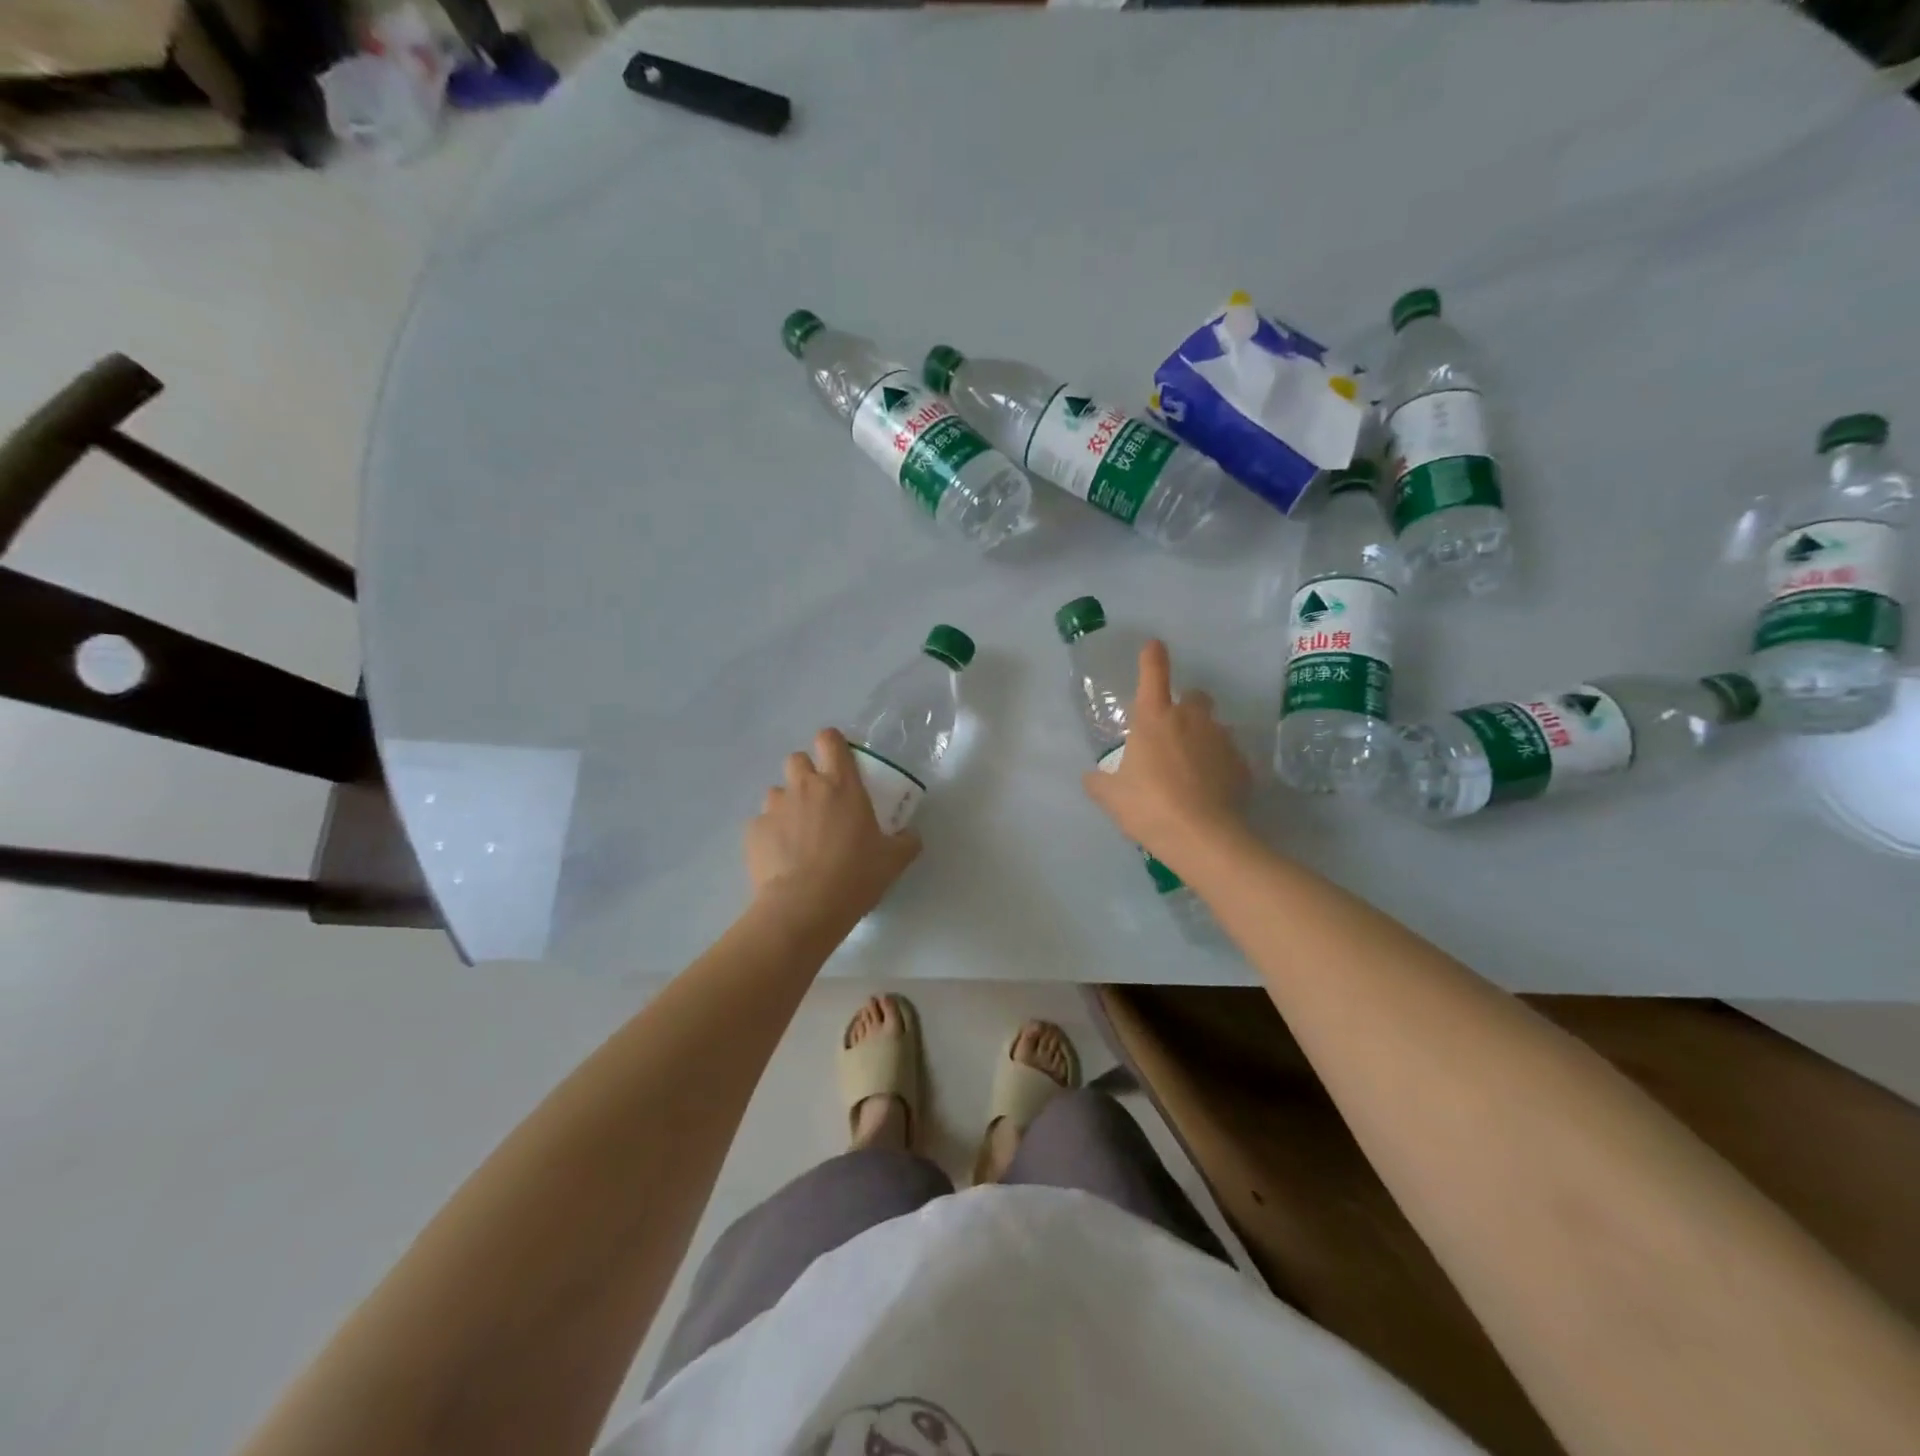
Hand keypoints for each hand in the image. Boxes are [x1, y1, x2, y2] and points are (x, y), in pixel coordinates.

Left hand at [746, 728, 920, 922]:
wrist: (803, 907)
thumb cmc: (854, 876)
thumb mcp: (893, 860)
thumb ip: (906, 841)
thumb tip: (910, 836)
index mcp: (842, 785)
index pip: (830, 740)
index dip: (832, 744)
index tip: (838, 760)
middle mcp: (805, 787)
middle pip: (797, 759)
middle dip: (806, 773)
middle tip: (819, 800)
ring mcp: (775, 807)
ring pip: (777, 791)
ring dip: (787, 804)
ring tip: (797, 834)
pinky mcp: (753, 831)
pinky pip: (762, 823)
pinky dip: (771, 834)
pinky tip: (781, 857)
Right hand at [1082, 640, 1249, 862]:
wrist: (1202, 837)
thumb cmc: (1148, 807)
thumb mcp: (1110, 796)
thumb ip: (1098, 781)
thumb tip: (1091, 777)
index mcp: (1154, 718)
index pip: (1153, 673)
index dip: (1152, 656)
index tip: (1154, 646)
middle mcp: (1191, 719)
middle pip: (1194, 696)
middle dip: (1185, 706)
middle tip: (1172, 732)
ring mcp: (1221, 740)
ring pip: (1214, 726)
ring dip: (1203, 737)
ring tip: (1192, 767)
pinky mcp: (1242, 765)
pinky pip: (1229, 757)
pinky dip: (1220, 766)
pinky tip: (1210, 789)